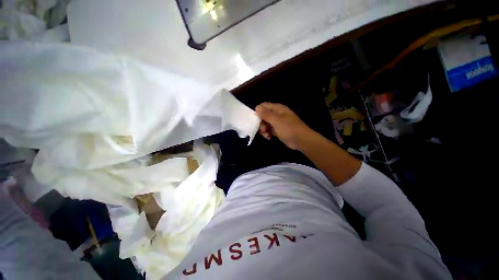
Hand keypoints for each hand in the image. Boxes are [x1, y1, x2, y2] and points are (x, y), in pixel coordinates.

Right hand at [255, 102, 314, 149]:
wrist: (301, 140)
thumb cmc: (289, 128)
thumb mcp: (276, 120)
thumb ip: (266, 114)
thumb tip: (257, 107)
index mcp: (277, 109)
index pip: (264, 106)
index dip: (258, 112)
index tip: (255, 120)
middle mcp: (277, 114)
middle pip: (263, 116)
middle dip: (261, 123)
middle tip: (262, 130)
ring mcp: (277, 123)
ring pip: (265, 124)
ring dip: (263, 130)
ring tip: (266, 135)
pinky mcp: (278, 130)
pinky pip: (269, 130)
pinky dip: (267, 133)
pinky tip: (269, 138)